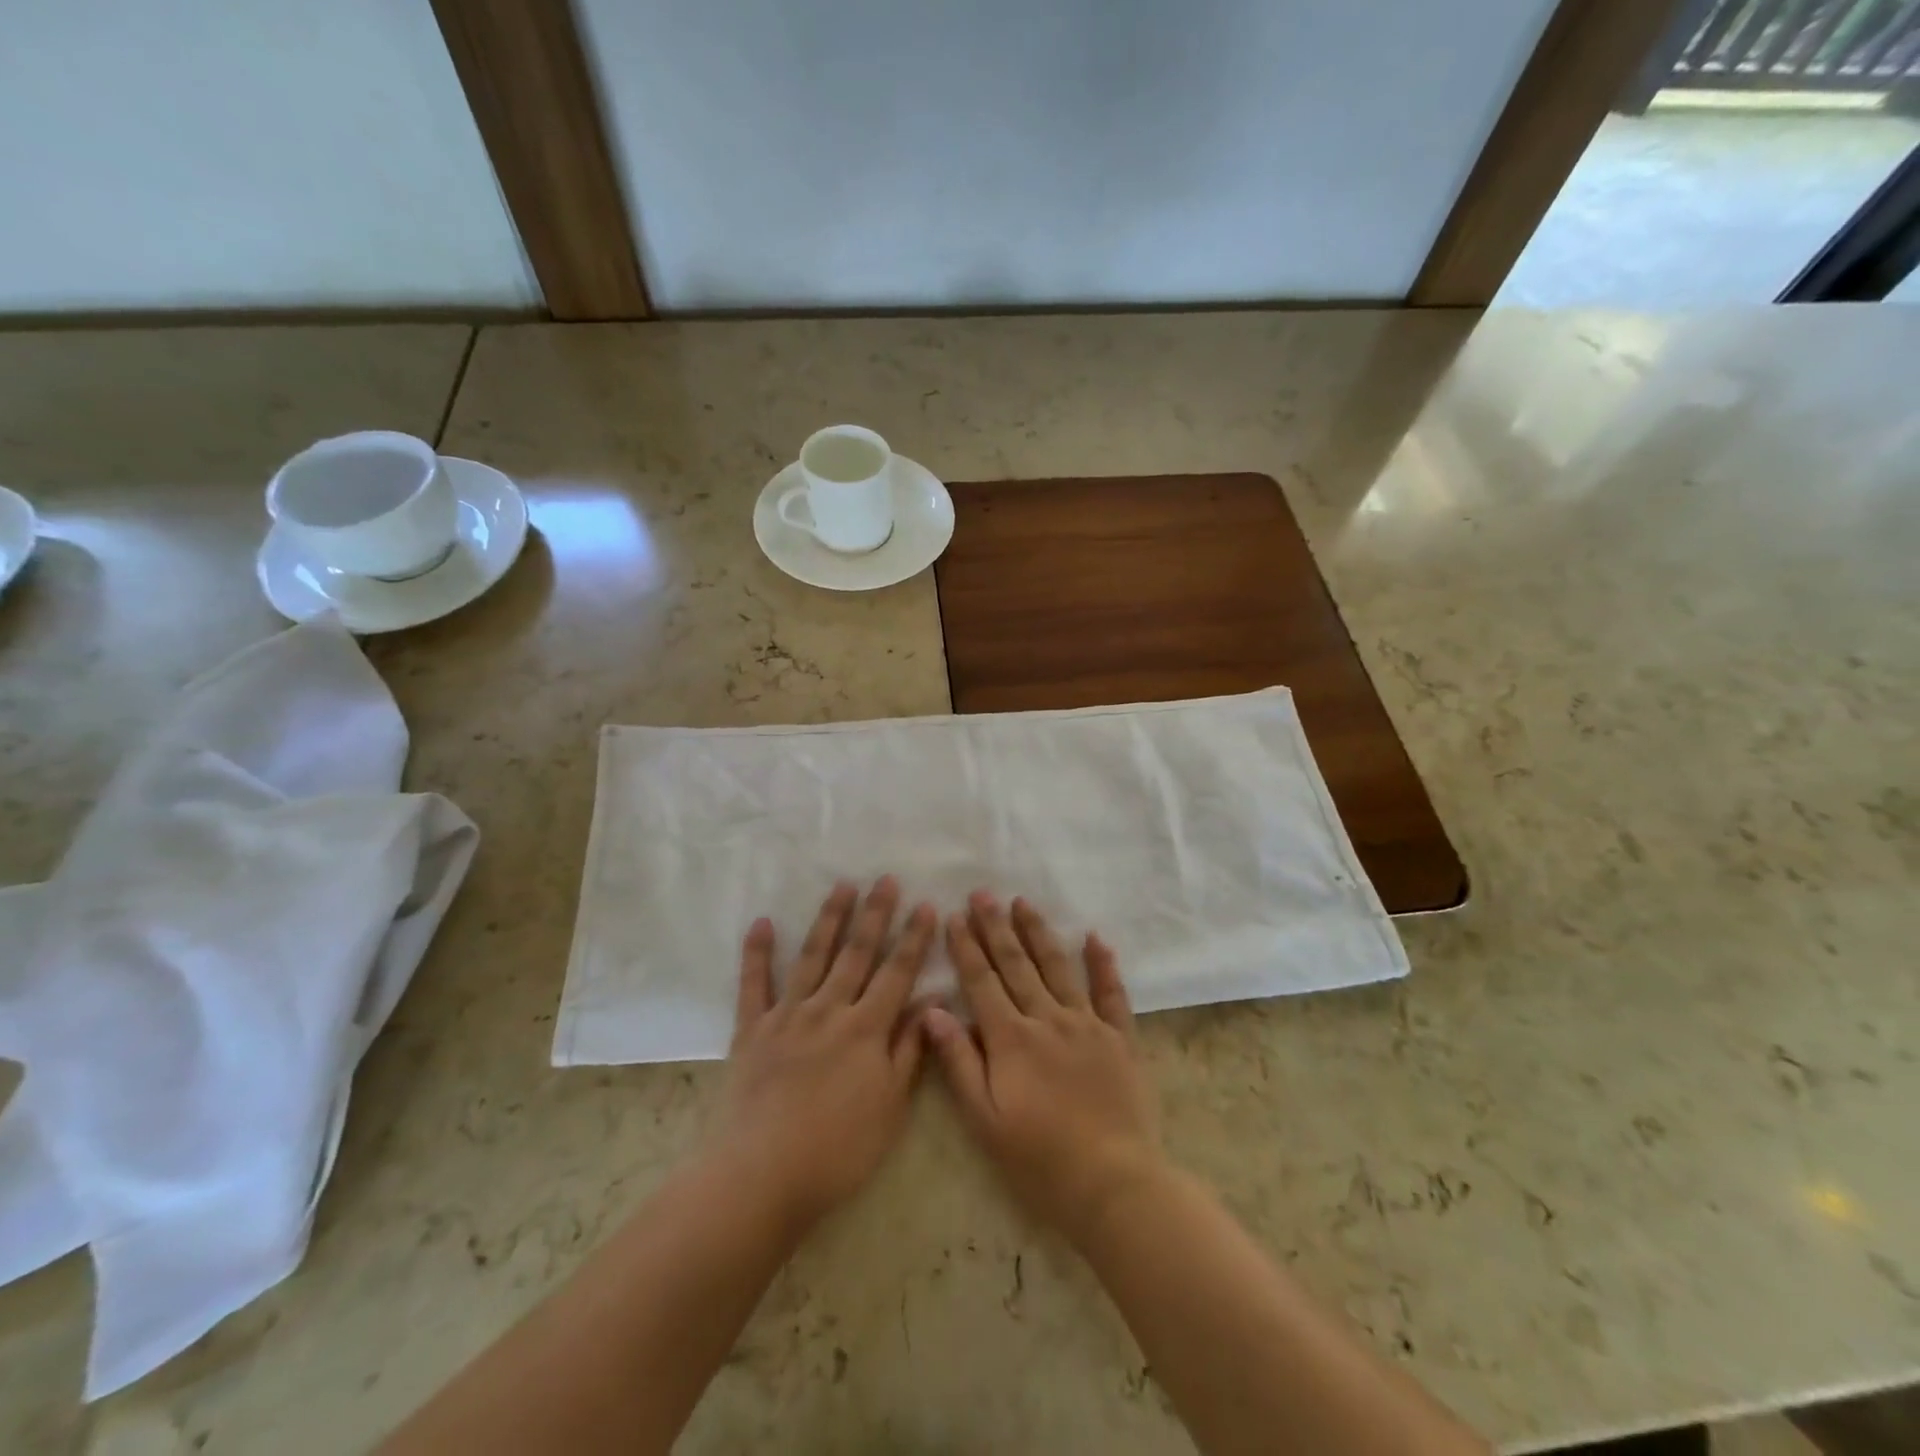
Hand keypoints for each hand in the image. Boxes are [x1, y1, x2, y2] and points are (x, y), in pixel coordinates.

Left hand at [710, 877, 935, 1232]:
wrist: (761, 1176)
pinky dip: (756, 952)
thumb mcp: (890, 1107)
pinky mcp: (751, 1030)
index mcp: (866, 1029)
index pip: (897, 972)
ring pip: (812, 956)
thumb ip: (909, 1050)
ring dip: (829, 919)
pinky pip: (754, 984)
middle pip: (856, 953)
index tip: (926, 905)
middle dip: (875, 914)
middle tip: (885, 879)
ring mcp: (787, 1016)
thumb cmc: (837, 1150)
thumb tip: (933, 1001)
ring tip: (842, 885)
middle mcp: (829, 1010)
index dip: (914, 938)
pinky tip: (761, 923)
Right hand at [923, 893, 1165, 1245]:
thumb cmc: (1039, 1159)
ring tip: (1023, 903)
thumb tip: (933, 1011)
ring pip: (1058, 967)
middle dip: (996, 927)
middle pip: (1016, 964)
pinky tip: (1094, 937)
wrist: (1113, 1183)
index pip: (982, 981)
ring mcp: (1087, 1024)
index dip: (966, 947)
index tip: (955, 916)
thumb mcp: (985, 1120)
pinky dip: (1103, 964)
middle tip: (983, 894)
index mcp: (1011, 1039)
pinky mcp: (1120, 1038)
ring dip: (1038, 933)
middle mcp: (1047, 1019)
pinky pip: (1111, 992)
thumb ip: (959, 1062)